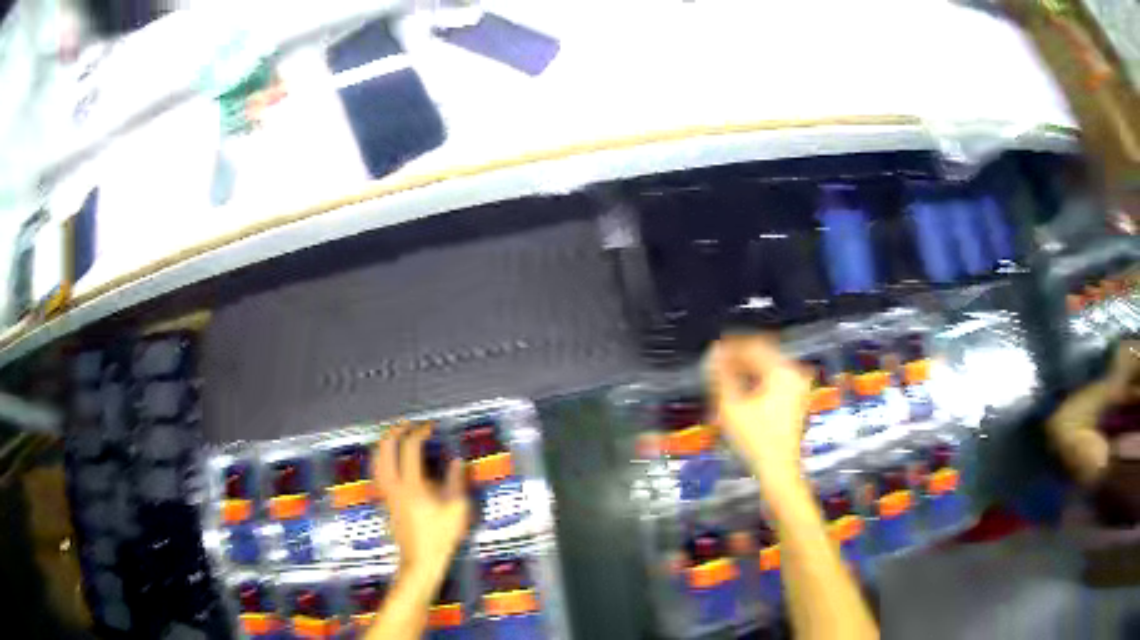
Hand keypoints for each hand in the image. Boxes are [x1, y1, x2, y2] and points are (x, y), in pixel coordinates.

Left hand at [373, 422, 470, 580]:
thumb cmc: (440, 537)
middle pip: (384, 449)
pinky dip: (380, 459)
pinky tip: (389, 460)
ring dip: (383, 444)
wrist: (420, 560)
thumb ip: (456, 482)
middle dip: (394, 433)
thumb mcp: (457, 510)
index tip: (430, 428)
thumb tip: (456, 461)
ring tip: (395, 437)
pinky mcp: (384, 501)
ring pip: (376, 461)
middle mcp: (394, 485)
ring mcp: (386, 494)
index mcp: (412, 485)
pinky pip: (376, 472)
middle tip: (407, 425)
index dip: (419, 433)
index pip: (410, 449)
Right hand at [709, 335, 811, 491]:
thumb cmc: (755, 440)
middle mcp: (794, 374)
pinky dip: (756, 382)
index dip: (731, 347)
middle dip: (738, 358)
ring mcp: (798, 388)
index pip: (753, 347)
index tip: (712, 351)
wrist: (779, 471)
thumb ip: (721, 376)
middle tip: (716, 365)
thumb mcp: (732, 406)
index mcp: (782, 371)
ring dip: (746, 371)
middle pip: (762, 356)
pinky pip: (774, 381)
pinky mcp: (796, 401)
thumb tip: (713, 354)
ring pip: (767, 368)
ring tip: (724, 379)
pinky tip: (740, 392)